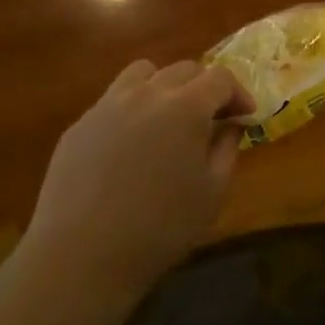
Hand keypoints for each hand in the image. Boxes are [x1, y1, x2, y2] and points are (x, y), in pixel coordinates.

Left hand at [21, 59, 254, 298]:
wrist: (81, 256)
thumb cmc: (160, 228)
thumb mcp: (212, 193)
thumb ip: (226, 148)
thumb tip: (231, 124)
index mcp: (186, 107)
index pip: (220, 78)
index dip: (238, 93)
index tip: (245, 115)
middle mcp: (147, 94)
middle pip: (184, 69)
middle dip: (205, 87)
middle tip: (212, 118)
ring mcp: (107, 105)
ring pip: (143, 73)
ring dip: (164, 86)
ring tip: (168, 118)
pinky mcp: (80, 125)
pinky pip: (113, 100)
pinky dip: (132, 109)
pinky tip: (131, 146)